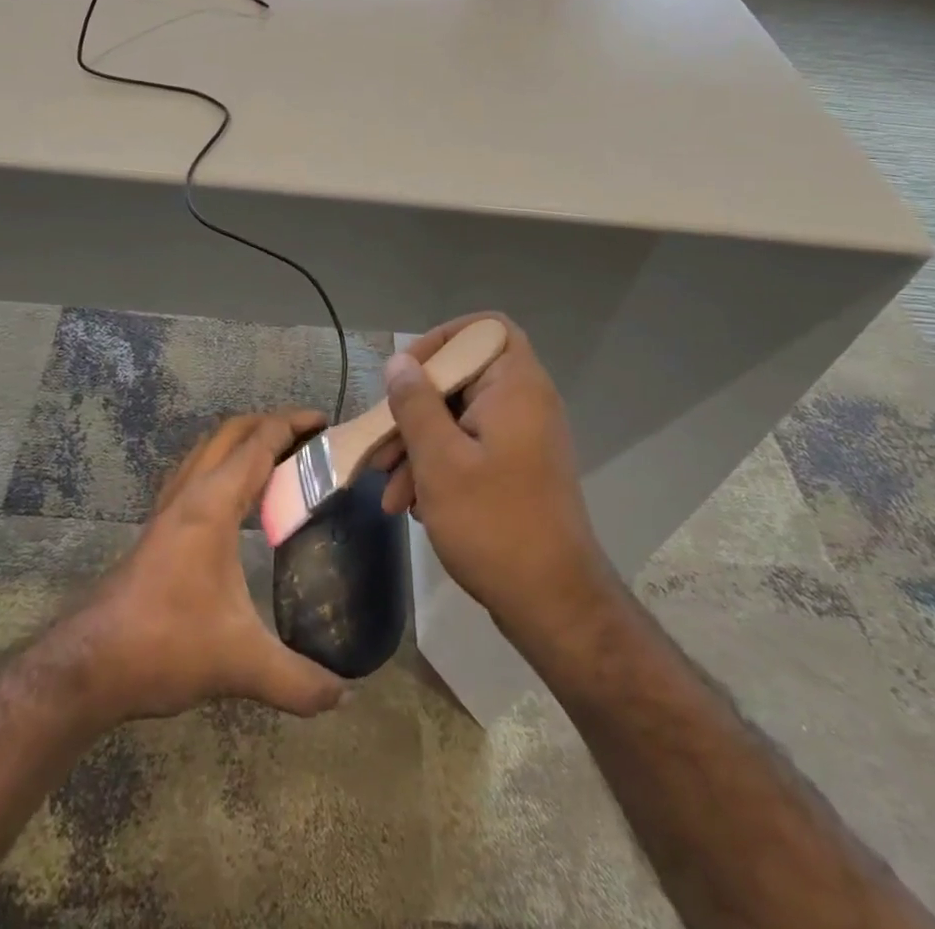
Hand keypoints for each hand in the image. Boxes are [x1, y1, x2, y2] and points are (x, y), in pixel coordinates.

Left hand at [65, 410, 346, 723]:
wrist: (91, 664)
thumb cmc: (166, 645)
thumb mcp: (240, 664)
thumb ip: (297, 680)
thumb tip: (345, 695)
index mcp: (213, 504)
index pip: (258, 443)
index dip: (292, 425)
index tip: (325, 423)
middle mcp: (190, 492)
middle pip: (232, 432)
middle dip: (271, 424)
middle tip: (309, 439)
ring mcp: (169, 507)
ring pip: (208, 448)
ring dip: (243, 440)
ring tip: (279, 459)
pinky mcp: (158, 526)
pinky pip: (195, 471)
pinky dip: (223, 463)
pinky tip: (236, 496)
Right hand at [372, 313, 612, 643]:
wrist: (554, 604)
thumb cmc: (494, 523)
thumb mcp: (439, 460)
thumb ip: (415, 404)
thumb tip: (399, 362)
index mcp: (516, 386)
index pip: (483, 329)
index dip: (442, 339)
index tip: (407, 374)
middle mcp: (524, 403)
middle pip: (461, 377)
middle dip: (414, 409)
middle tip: (381, 442)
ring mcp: (522, 439)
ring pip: (459, 418)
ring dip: (418, 446)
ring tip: (386, 488)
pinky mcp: (516, 470)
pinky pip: (470, 448)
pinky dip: (438, 467)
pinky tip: (409, 504)